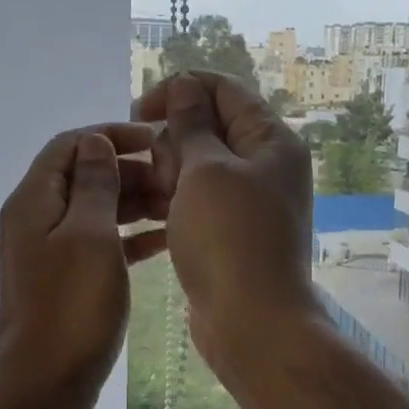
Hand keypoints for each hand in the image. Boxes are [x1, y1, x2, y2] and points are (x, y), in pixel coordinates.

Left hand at [0, 122, 166, 408]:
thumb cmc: (70, 305)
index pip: (71, 144)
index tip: (156, 142)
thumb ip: (94, 183)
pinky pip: (100, 242)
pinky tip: (166, 239)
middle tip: (175, 181)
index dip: (112, 135)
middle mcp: (37, 218)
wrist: (43, 384)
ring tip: (178, 207)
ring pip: (96, 209)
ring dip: (134, 202)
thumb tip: (96, 142)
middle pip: (84, 175)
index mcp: (35, 200)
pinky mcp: (66, 278)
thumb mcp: (89, 235)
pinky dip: (129, 236)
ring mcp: (50, 250)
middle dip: (130, 171)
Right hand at [135, 72, 316, 375]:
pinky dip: (171, 203)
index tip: (138, 112)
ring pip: (194, 167)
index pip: (223, 89)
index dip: (179, 90)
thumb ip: (191, 124)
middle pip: (206, 127)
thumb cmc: (229, 238)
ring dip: (167, 177)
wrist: (252, 323)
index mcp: (270, 140)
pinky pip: (194, 201)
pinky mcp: (228, 231)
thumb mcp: (206, 170)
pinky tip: (147, 219)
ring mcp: (247, 201)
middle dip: (172, 143)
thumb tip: (186, 85)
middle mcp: (263, 165)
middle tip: (160, 177)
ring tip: (154, 201)